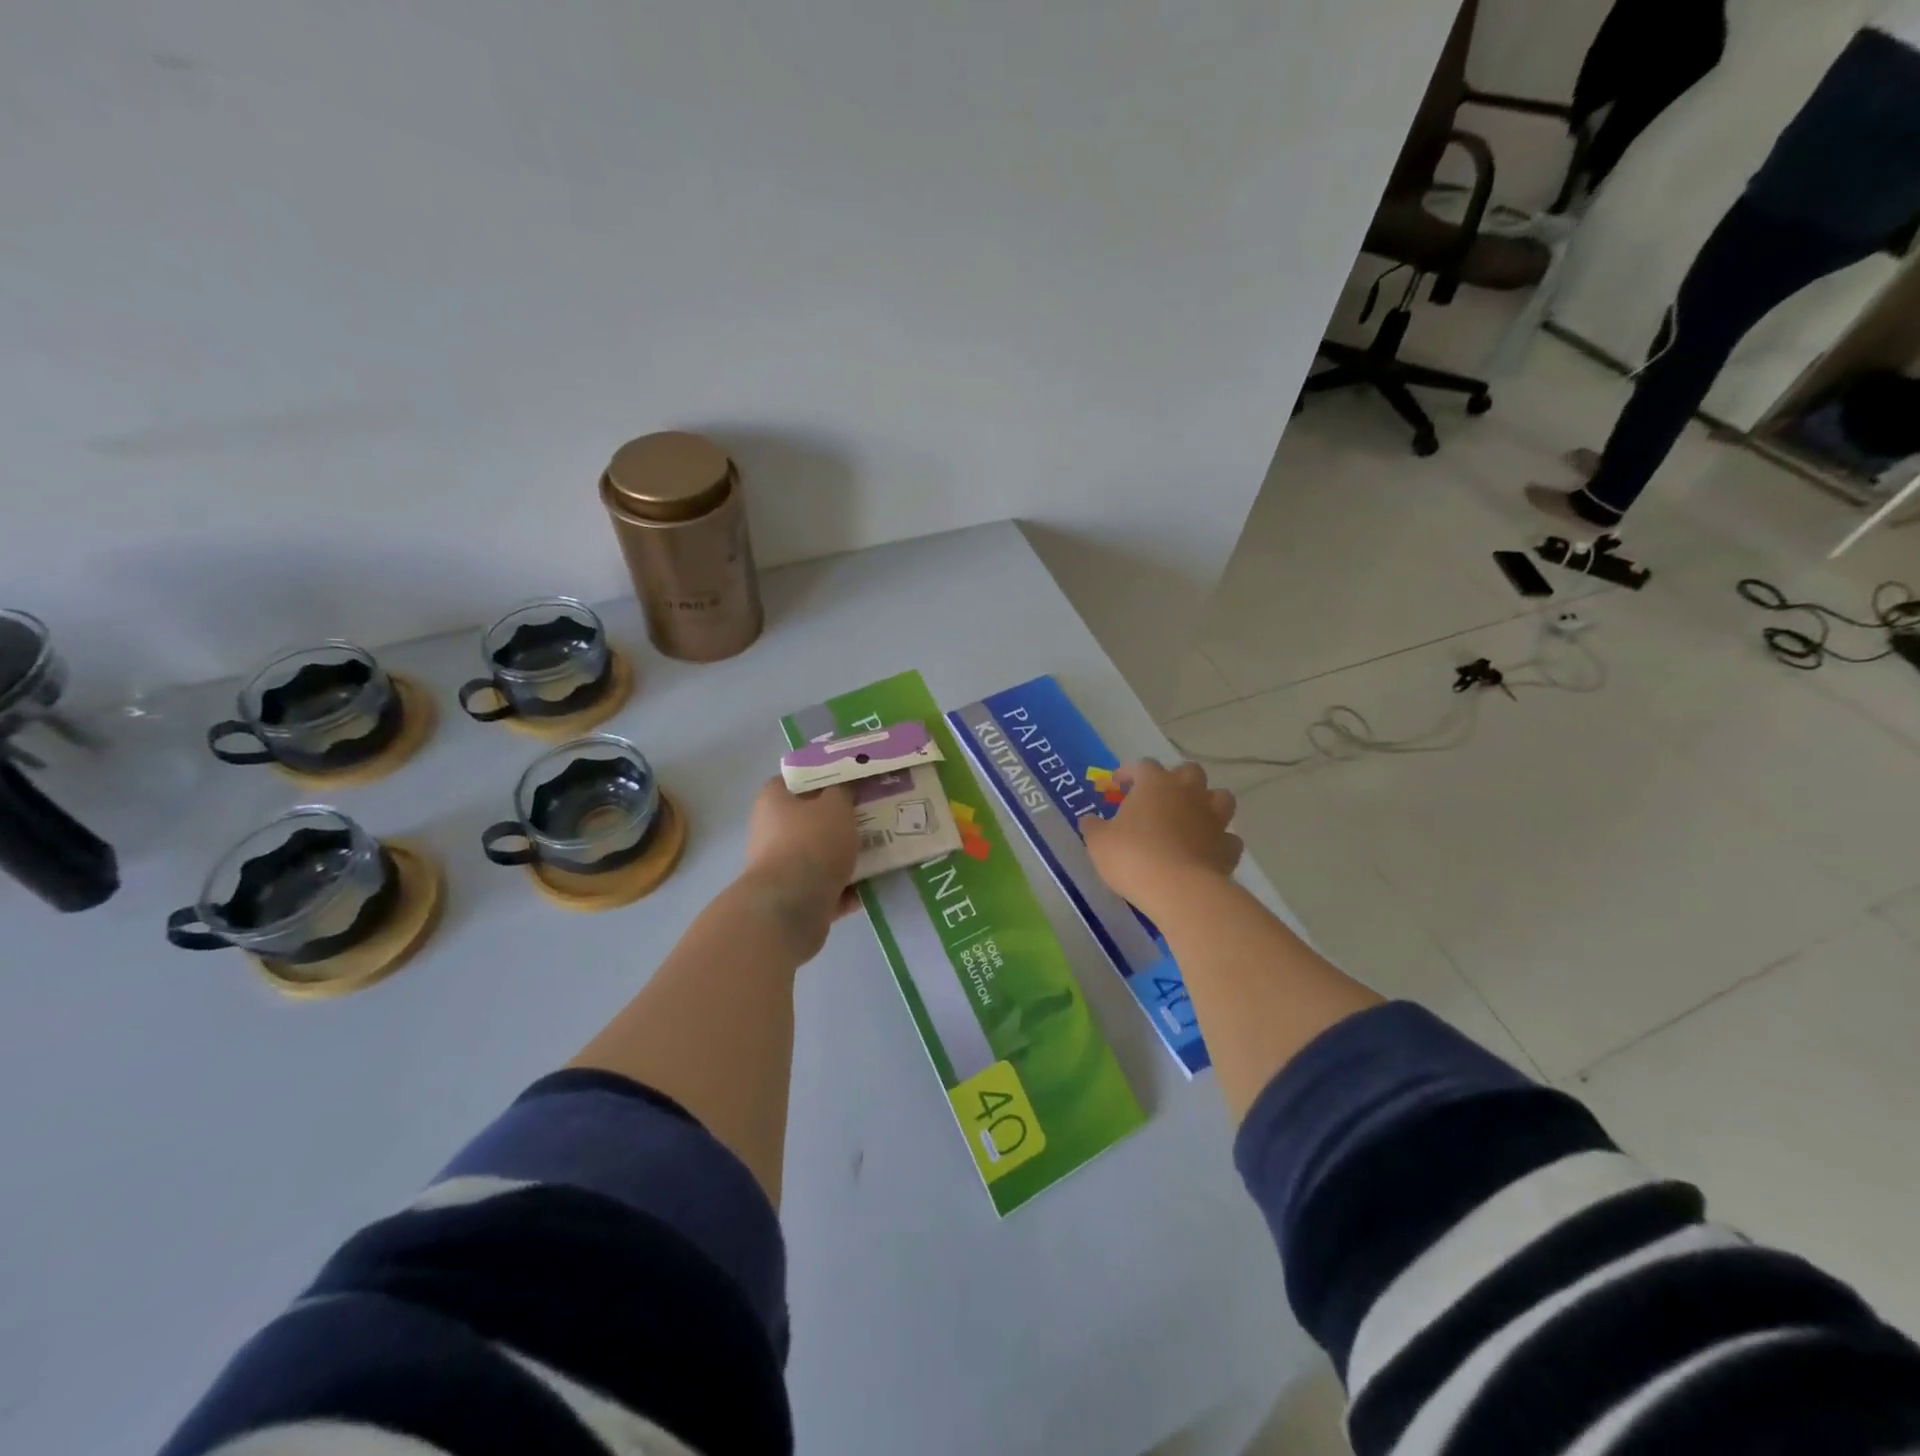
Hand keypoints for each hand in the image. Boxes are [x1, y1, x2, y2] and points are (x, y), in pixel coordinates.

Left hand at [740, 776, 860, 958]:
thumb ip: (843, 792)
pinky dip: (848, 887)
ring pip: (822, 854)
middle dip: (842, 820)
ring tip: (882, 849)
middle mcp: (771, 831)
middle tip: (874, 814)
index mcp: (774, 800)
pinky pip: (827, 886)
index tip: (853, 780)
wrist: (792, 907)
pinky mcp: (794, 899)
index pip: (798, 779)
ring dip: (848, 856)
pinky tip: (874, 884)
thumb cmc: (812, 843)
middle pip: (813, 819)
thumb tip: (843, 790)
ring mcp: (782, 867)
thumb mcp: (836, 805)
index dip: (825, 777)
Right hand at [1081, 759, 1240, 915]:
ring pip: (1221, 797)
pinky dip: (1219, 841)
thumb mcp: (1099, 842)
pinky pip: (1228, 837)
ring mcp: (1214, 819)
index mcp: (1155, 784)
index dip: (1129, 772)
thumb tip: (1088, 820)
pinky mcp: (1228, 847)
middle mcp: (1189, 793)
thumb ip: (1093, 827)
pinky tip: (1207, 851)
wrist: (1178, 889)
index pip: (1143, 765)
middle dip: (1176, 779)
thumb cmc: (1132, 857)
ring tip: (1192, 818)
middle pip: (1189, 771)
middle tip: (1160, 798)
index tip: (1117, 785)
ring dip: (1208, 803)